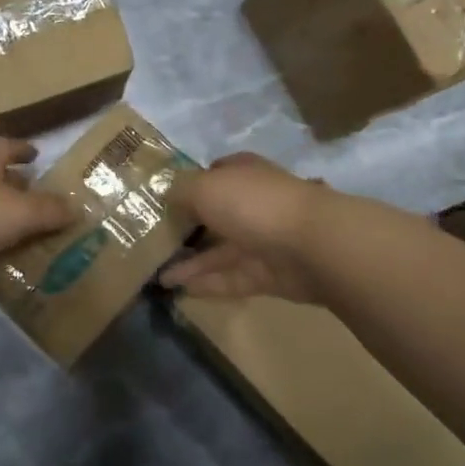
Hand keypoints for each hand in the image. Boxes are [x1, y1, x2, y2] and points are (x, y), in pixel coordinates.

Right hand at [158, 153, 328, 302]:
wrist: (312, 246)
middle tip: (152, 243)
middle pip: (215, 216)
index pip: (214, 174)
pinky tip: (180, 291)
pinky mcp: (268, 274)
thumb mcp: (205, 187)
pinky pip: (231, 278)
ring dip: (191, 263)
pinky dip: (207, 284)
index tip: (162, 201)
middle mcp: (253, 203)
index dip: (189, 185)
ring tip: (157, 276)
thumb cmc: (254, 205)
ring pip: (220, 251)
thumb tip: (164, 194)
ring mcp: (262, 240)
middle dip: (187, 228)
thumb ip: (180, 190)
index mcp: (242, 174)